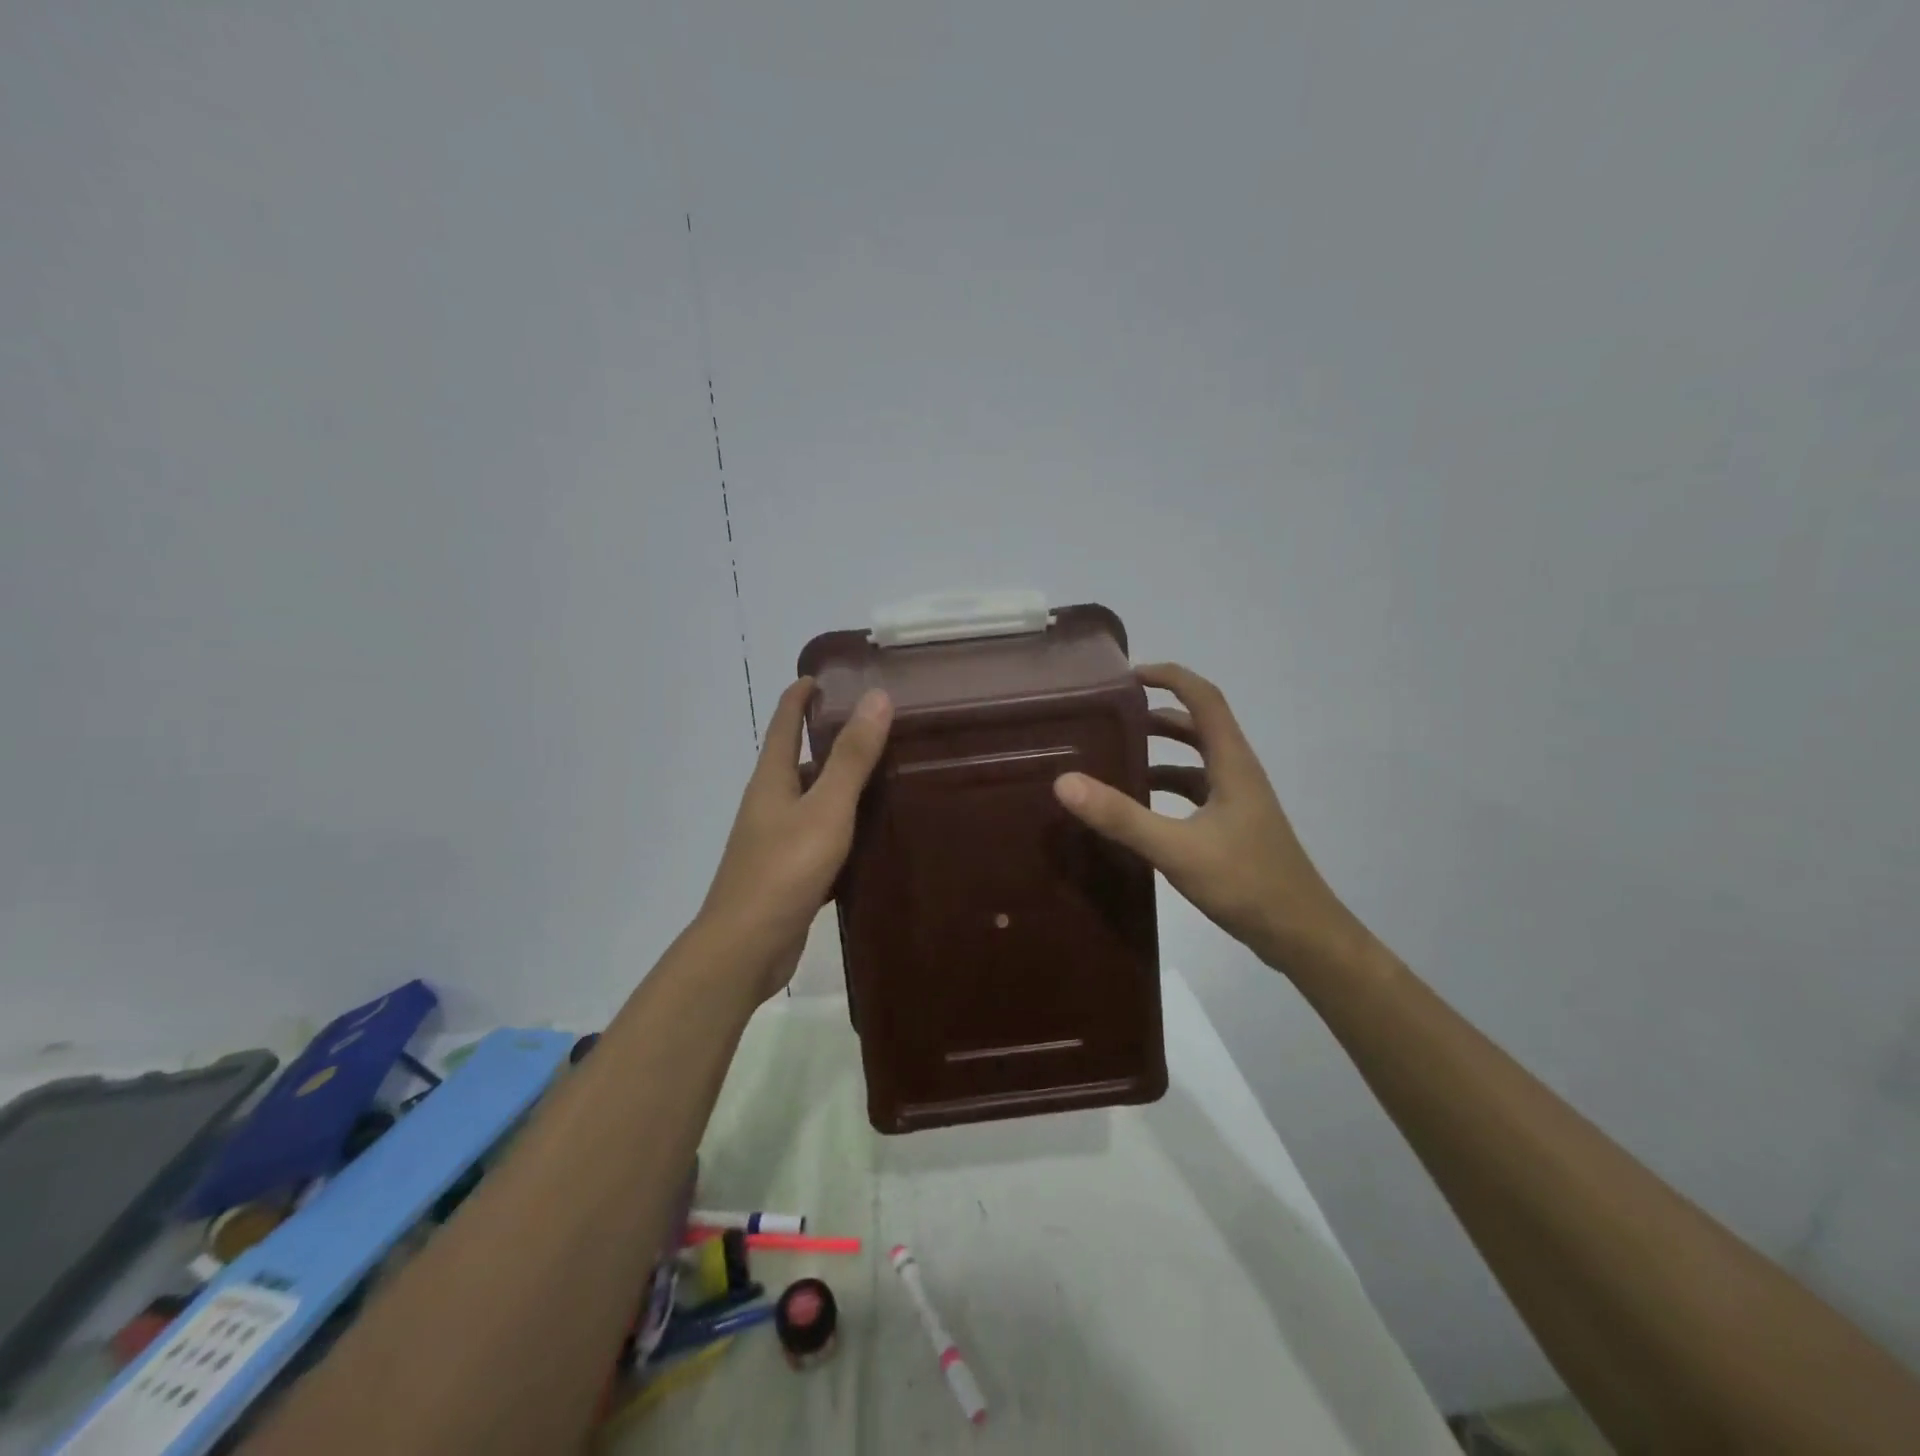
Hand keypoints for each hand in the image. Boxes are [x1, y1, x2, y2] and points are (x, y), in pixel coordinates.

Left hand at [698, 677, 892, 994]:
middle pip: (798, 760)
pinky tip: (870, 834)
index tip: (825, 676)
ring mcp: (776, 840)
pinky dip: (842, 826)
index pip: (783, 723)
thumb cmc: (784, 869)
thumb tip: (876, 696)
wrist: (746, 947)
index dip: (800, 696)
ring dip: (839, 784)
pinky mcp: (788, 873)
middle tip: (876, 726)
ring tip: (883, 774)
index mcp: (771, 780)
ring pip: (812, 800)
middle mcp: (769, 803)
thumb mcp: (826, 808)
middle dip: (829, 738)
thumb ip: (852, 756)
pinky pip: (820, 836)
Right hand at [1053, 663, 1369, 977]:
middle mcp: (1236, 772)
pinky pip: (1194, 791)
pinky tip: (1138, 806)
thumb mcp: (1176, 849)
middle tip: (1109, 716)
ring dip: (1160, 751)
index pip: (1204, 697)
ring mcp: (1237, 801)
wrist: (1301, 934)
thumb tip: (1065, 782)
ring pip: (1195, 760)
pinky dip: (1166, 787)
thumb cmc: (1246, 882)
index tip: (1126, 675)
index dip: (1169, 676)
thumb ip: (1121, 816)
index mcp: (1231, 762)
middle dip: (1155, 712)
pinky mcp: (1233, 827)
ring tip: (1114, 755)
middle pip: (1197, 725)